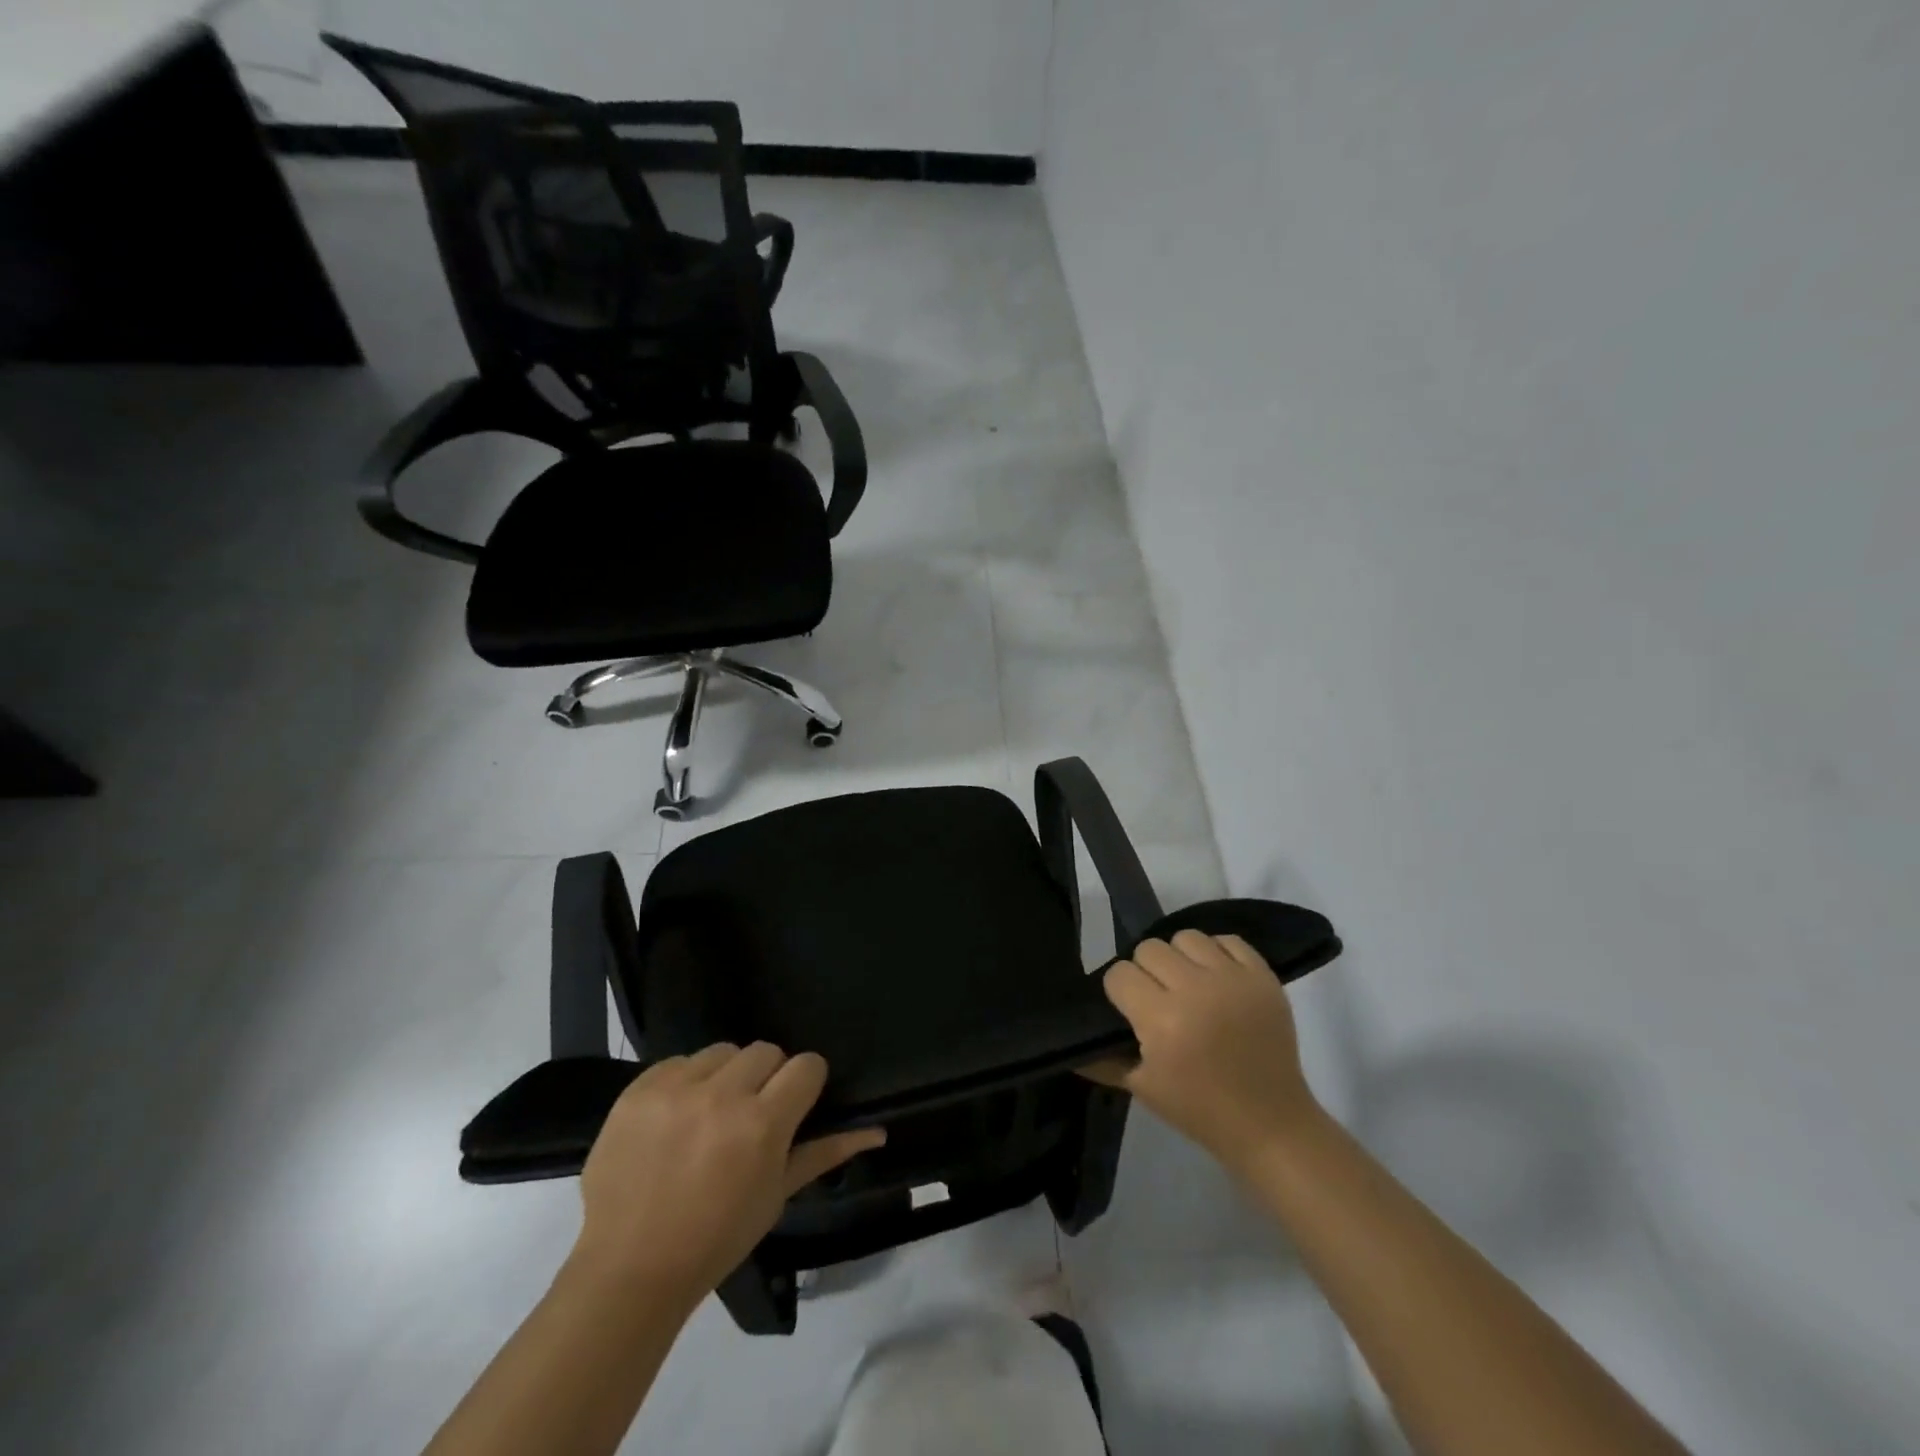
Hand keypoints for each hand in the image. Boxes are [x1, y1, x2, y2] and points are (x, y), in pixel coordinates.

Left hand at [570, 1043, 883, 1303]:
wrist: (628, 1270)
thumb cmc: (715, 1240)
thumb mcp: (776, 1197)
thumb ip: (825, 1152)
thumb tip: (876, 1131)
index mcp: (762, 1125)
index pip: (806, 1065)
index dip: (805, 1083)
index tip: (794, 1105)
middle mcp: (722, 1095)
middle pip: (766, 1050)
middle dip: (766, 1078)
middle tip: (751, 1115)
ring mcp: (676, 1088)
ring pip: (723, 1051)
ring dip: (725, 1075)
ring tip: (710, 1114)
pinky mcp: (638, 1089)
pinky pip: (679, 1061)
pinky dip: (685, 1082)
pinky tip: (675, 1118)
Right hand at [1082, 930, 1319, 1174]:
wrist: (1270, 1125)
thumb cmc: (1199, 1109)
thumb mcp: (1142, 1089)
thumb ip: (1102, 1060)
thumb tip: (1071, 1045)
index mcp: (1162, 1020)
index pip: (1120, 974)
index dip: (1120, 992)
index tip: (1130, 1011)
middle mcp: (1196, 990)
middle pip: (1149, 948)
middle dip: (1147, 971)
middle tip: (1159, 999)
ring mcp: (1234, 979)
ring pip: (1186, 936)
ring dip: (1181, 958)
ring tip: (1189, 985)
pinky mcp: (1263, 976)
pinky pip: (1229, 940)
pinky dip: (1218, 954)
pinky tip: (1218, 979)